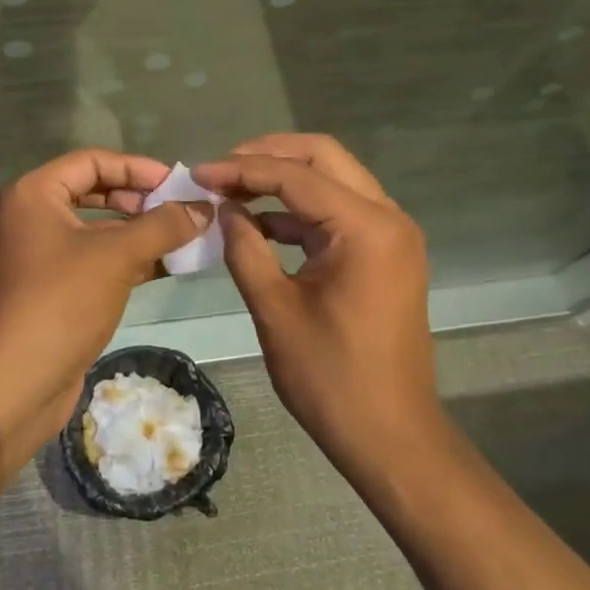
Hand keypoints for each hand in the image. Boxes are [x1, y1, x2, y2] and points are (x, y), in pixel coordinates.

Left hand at [0, 149, 211, 465]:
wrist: (15, 382)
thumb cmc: (61, 302)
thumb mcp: (117, 256)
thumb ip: (163, 226)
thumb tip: (204, 208)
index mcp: (34, 194)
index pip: (92, 161)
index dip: (137, 167)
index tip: (177, 182)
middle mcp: (32, 218)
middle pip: (95, 193)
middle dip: (141, 200)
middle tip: (182, 210)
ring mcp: (41, 256)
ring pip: (99, 231)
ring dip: (140, 233)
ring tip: (186, 238)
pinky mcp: (54, 291)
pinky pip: (97, 262)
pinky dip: (130, 261)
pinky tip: (167, 266)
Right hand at [194, 134, 440, 474]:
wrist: (390, 434)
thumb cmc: (330, 377)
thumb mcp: (275, 309)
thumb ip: (245, 248)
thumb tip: (224, 209)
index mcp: (366, 228)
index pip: (296, 176)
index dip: (242, 170)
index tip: (198, 174)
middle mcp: (388, 218)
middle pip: (324, 157)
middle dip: (269, 155)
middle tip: (221, 170)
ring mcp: (391, 235)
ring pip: (334, 180)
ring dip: (285, 179)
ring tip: (232, 191)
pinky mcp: (385, 254)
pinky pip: (339, 213)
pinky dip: (300, 211)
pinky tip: (260, 224)